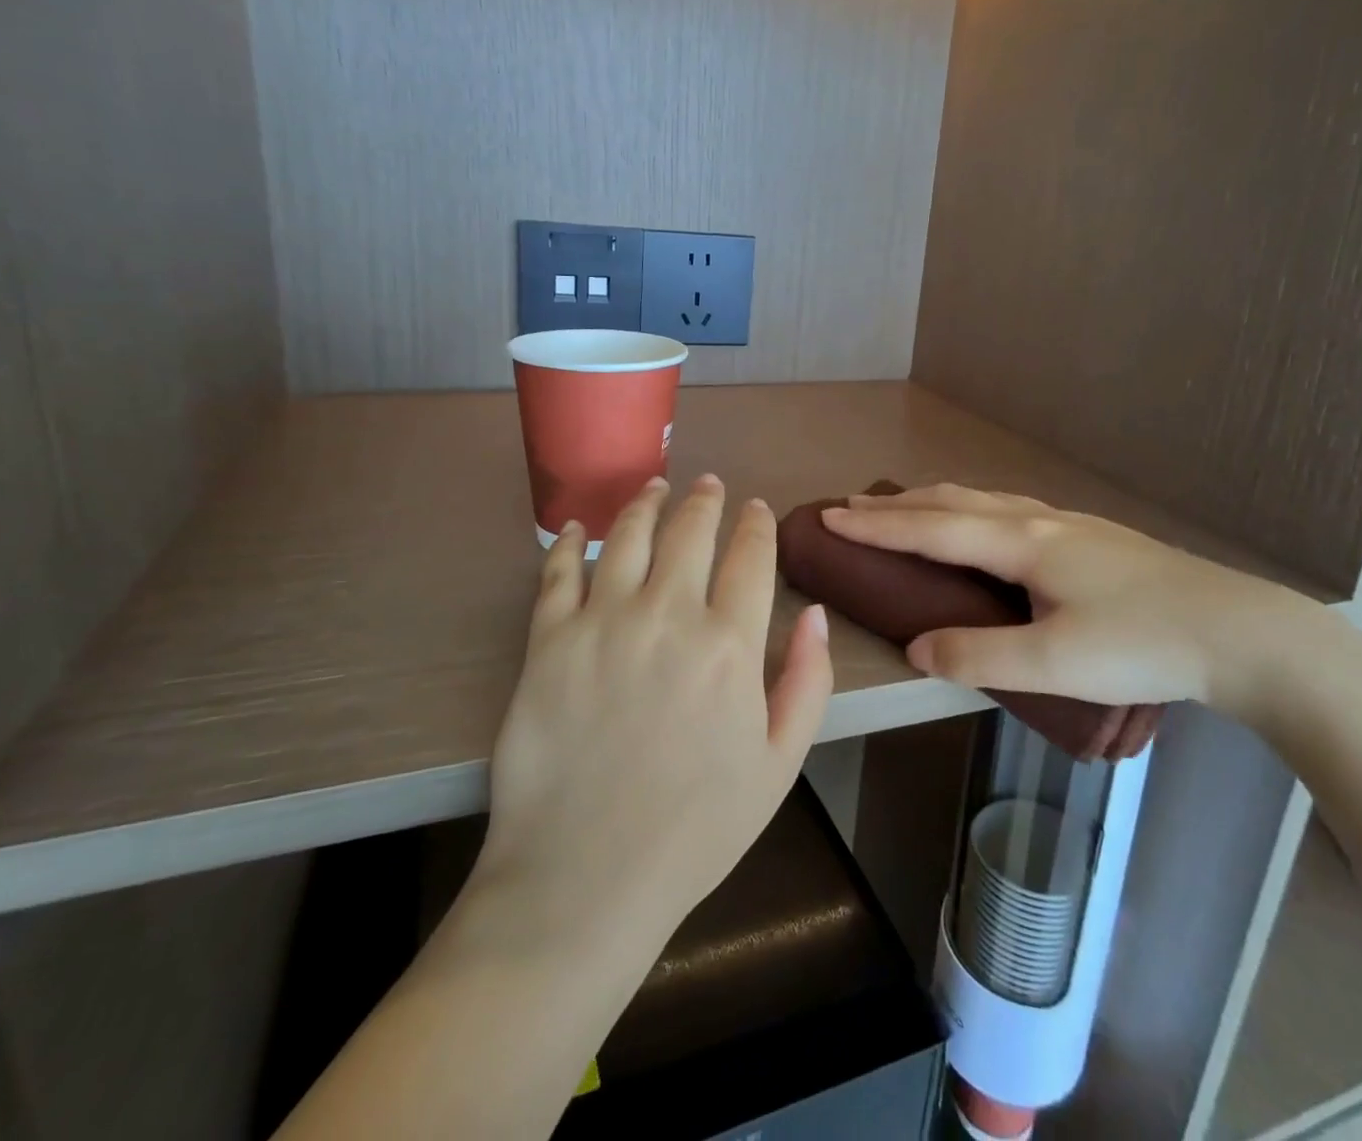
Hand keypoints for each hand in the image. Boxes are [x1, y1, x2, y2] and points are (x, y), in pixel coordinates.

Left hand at [473, 474, 833, 957]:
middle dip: (705, 499)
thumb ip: (806, 682)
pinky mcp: (549, 640)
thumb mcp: (778, 765)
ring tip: (654, 486)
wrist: (584, 877)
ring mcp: (603, 622)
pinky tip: (575, 528)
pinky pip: (558, 573)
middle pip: (690, 531)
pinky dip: (567, 542)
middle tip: (708, 484)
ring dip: (645, 502)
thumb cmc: (695, 829)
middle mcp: (668, 615)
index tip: (757, 510)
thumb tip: (812, 612)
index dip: (757, 525)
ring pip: (627, 536)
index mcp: (729, 645)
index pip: (750, 558)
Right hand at [821, 483, 1326, 722]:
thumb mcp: (1054, 663)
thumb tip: (916, 649)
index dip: (876, 525)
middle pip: (950, 501)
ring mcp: (1067, 523)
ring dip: (931, 500)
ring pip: (981, 498)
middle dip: (895, 505)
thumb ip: (978, 656)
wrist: (1241, 632)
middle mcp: (1037, 520)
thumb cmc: (1144, 645)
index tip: (829, 516)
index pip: (930, 528)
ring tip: (902, 507)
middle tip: (850, 505)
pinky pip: (1006, 507)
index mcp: (1021, 542)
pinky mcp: (1089, 536)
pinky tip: (980, 522)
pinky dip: (967, 506)